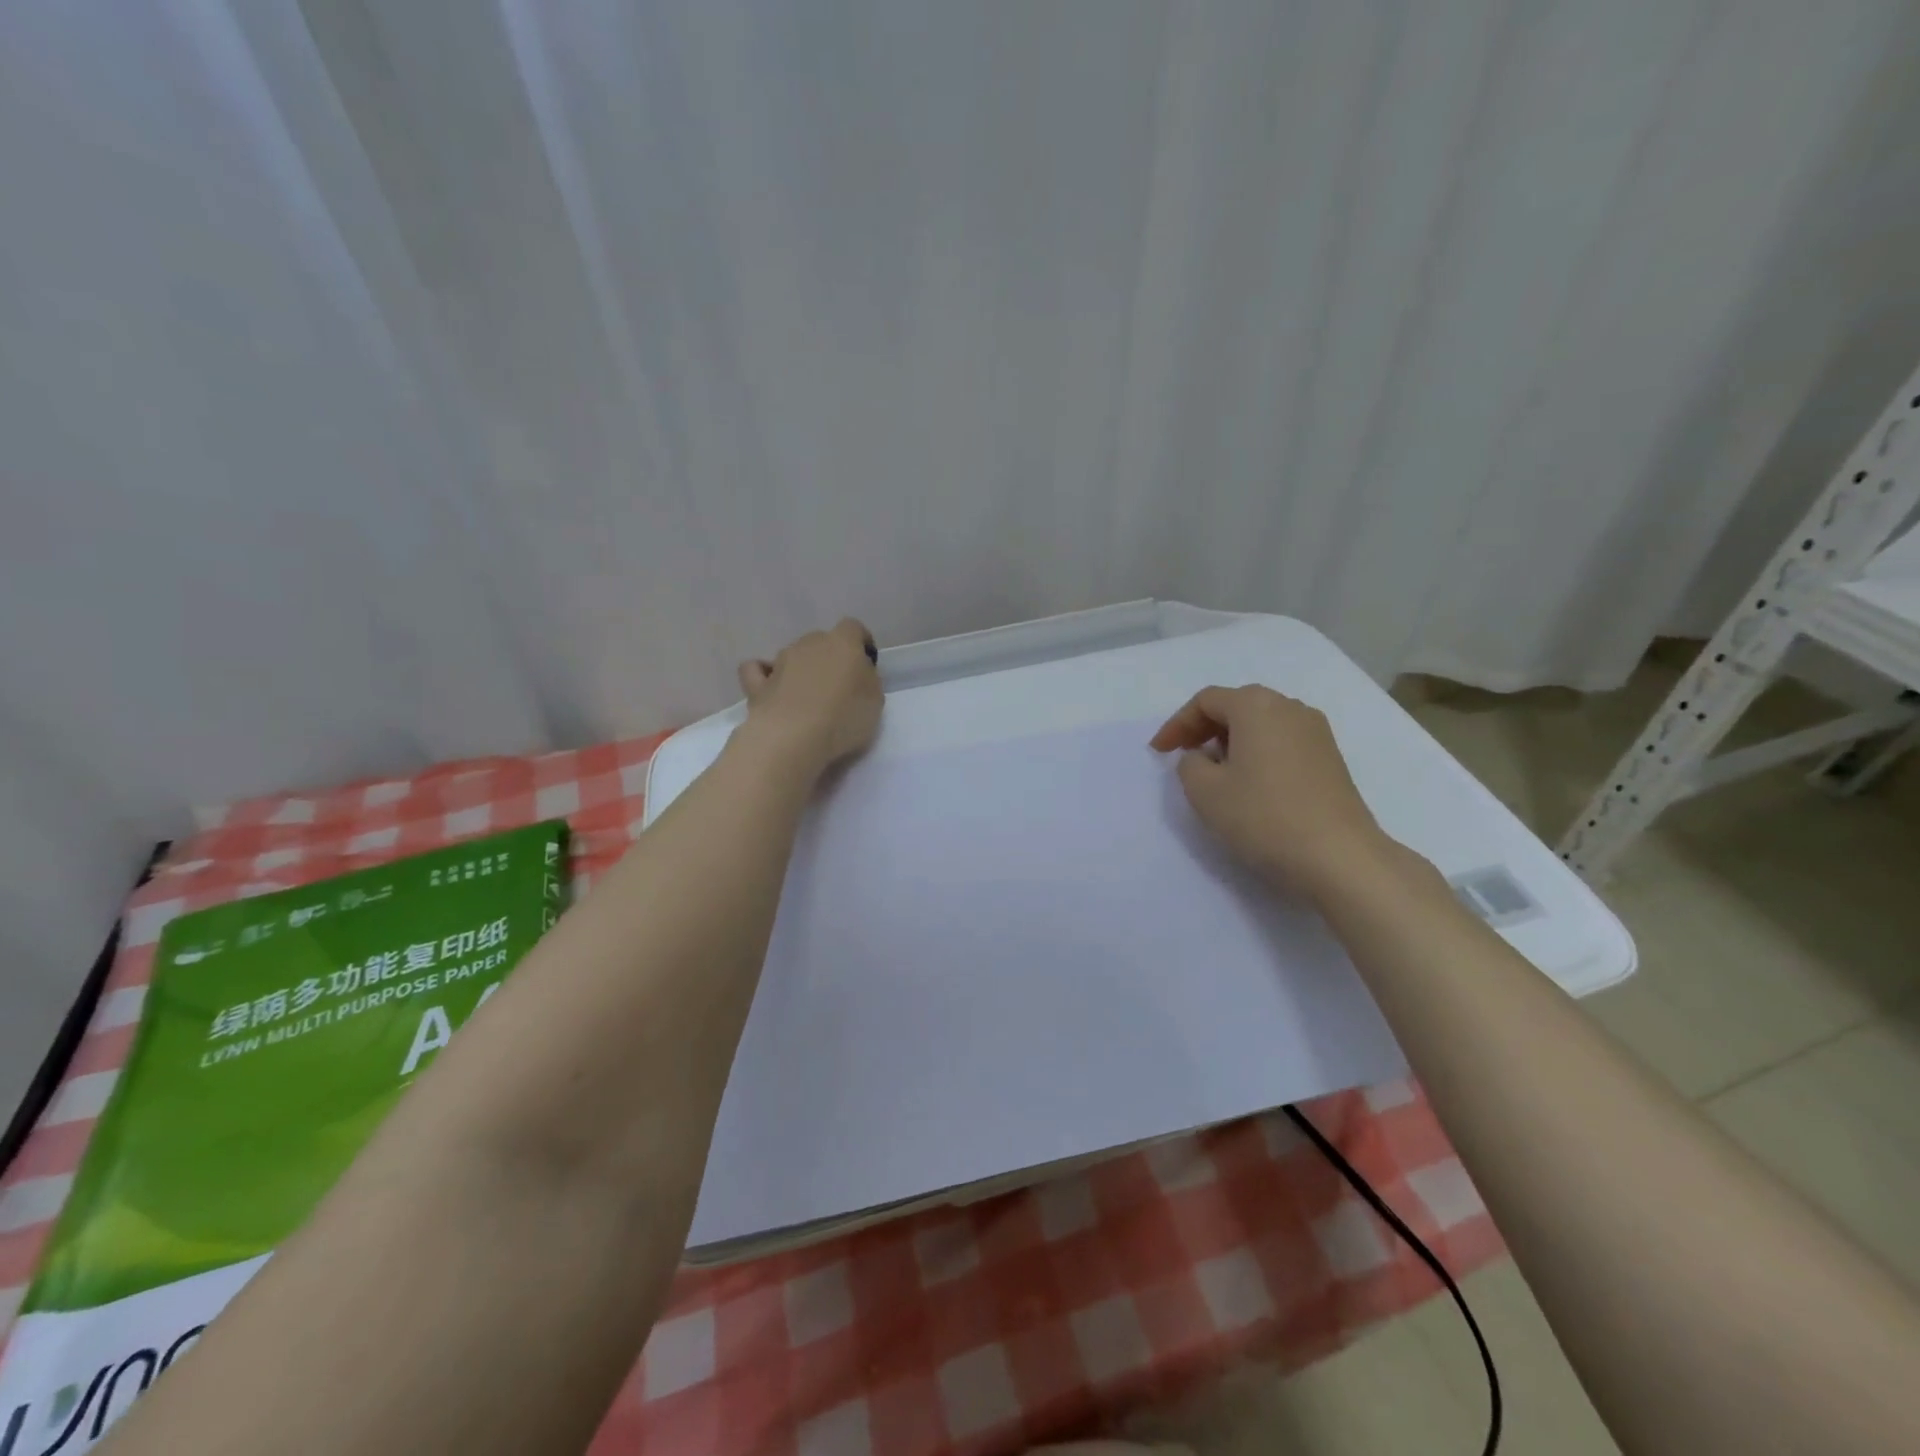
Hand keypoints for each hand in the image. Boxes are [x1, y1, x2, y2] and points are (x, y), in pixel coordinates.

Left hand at [737, 619, 883, 773]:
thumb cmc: (844, 717)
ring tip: (807, 699)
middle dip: (830, 659)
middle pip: (822, 642)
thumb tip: (857, 673)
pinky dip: (763, 675)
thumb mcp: (875, 699)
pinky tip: (771, 687)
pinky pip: (757, 670)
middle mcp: (809, 644)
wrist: (794, 737)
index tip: (866, 664)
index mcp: (842, 643)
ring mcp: (779, 661)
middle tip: (838, 688)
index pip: (853, 628)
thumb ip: (867, 679)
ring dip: (801, 670)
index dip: (861, 643)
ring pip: (793, 655)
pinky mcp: (757, 684)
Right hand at [1151, 685, 1390, 899]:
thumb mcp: (1204, 791)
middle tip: (1184, 755)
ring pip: (1262, 723)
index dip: (1176, 724)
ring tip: (1215, 771)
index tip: (1158, 752)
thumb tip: (1203, 757)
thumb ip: (1189, 764)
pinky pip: (1282, 742)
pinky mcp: (1331, 758)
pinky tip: (1250, 783)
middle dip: (1204, 728)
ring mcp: (1316, 732)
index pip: (1205, 701)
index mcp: (1256, 706)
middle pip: (1236, 705)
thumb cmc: (1263, 816)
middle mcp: (1289, 707)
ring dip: (1232, 740)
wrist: (1339, 856)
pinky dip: (1258, 752)